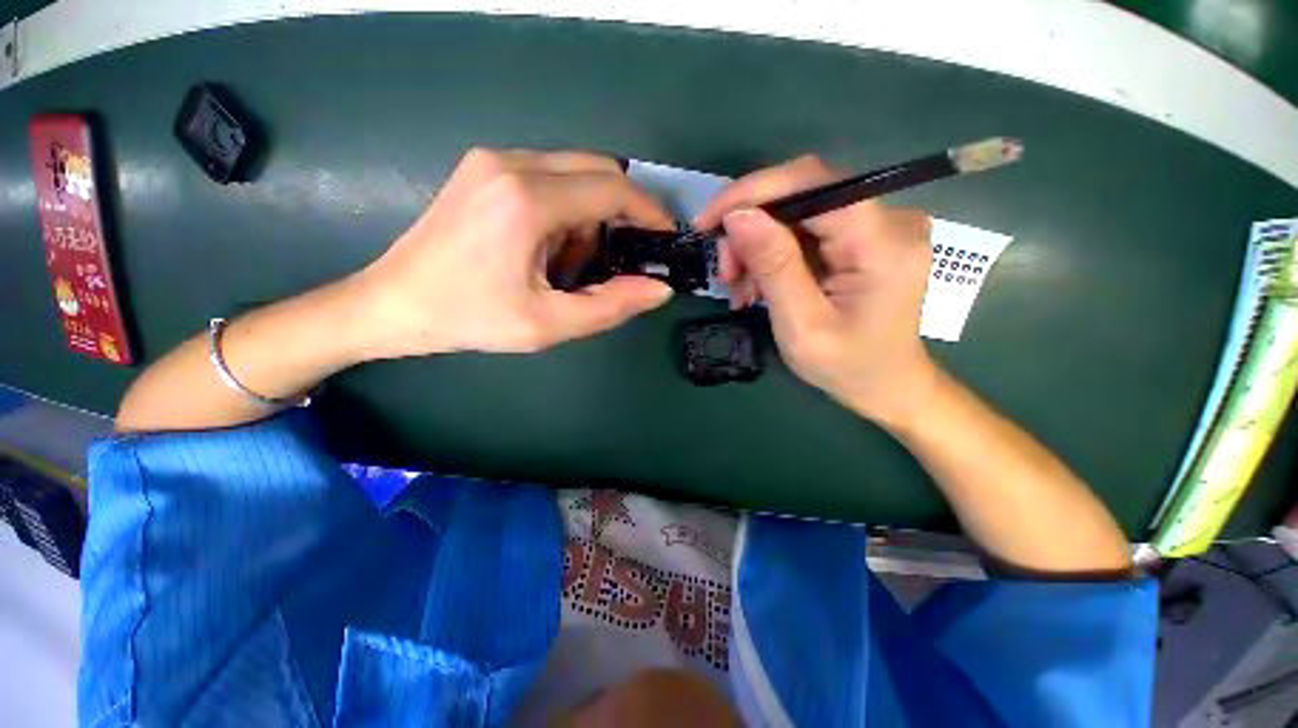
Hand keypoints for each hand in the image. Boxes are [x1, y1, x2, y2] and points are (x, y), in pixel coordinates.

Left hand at [356, 148, 675, 357]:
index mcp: (528, 200)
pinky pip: (548, 175)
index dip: (648, 210)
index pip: (612, 188)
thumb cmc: (471, 318)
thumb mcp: (549, 324)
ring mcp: (493, 159)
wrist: (393, 303)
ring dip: (590, 214)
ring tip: (571, 263)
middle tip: (624, 255)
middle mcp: (512, 163)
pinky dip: (566, 208)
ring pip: (574, 172)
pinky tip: (547, 246)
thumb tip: (660, 288)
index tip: (665, 235)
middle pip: (597, 169)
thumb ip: (612, 306)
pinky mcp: (483, 167)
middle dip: (621, 211)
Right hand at [696, 155, 935, 425]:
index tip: (709, 221)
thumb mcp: (801, 325)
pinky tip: (760, 284)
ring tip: (741, 288)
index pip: (812, 182)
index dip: (753, 192)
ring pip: (797, 211)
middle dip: (751, 228)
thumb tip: (738, 215)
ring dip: (758, 245)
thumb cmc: (847, 366)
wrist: (886, 386)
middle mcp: (889, 219)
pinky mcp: (863, 238)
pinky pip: (806, 229)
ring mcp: (878, 226)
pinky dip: (774, 254)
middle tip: (725, 272)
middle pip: (802, 194)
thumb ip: (774, 266)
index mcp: (882, 243)